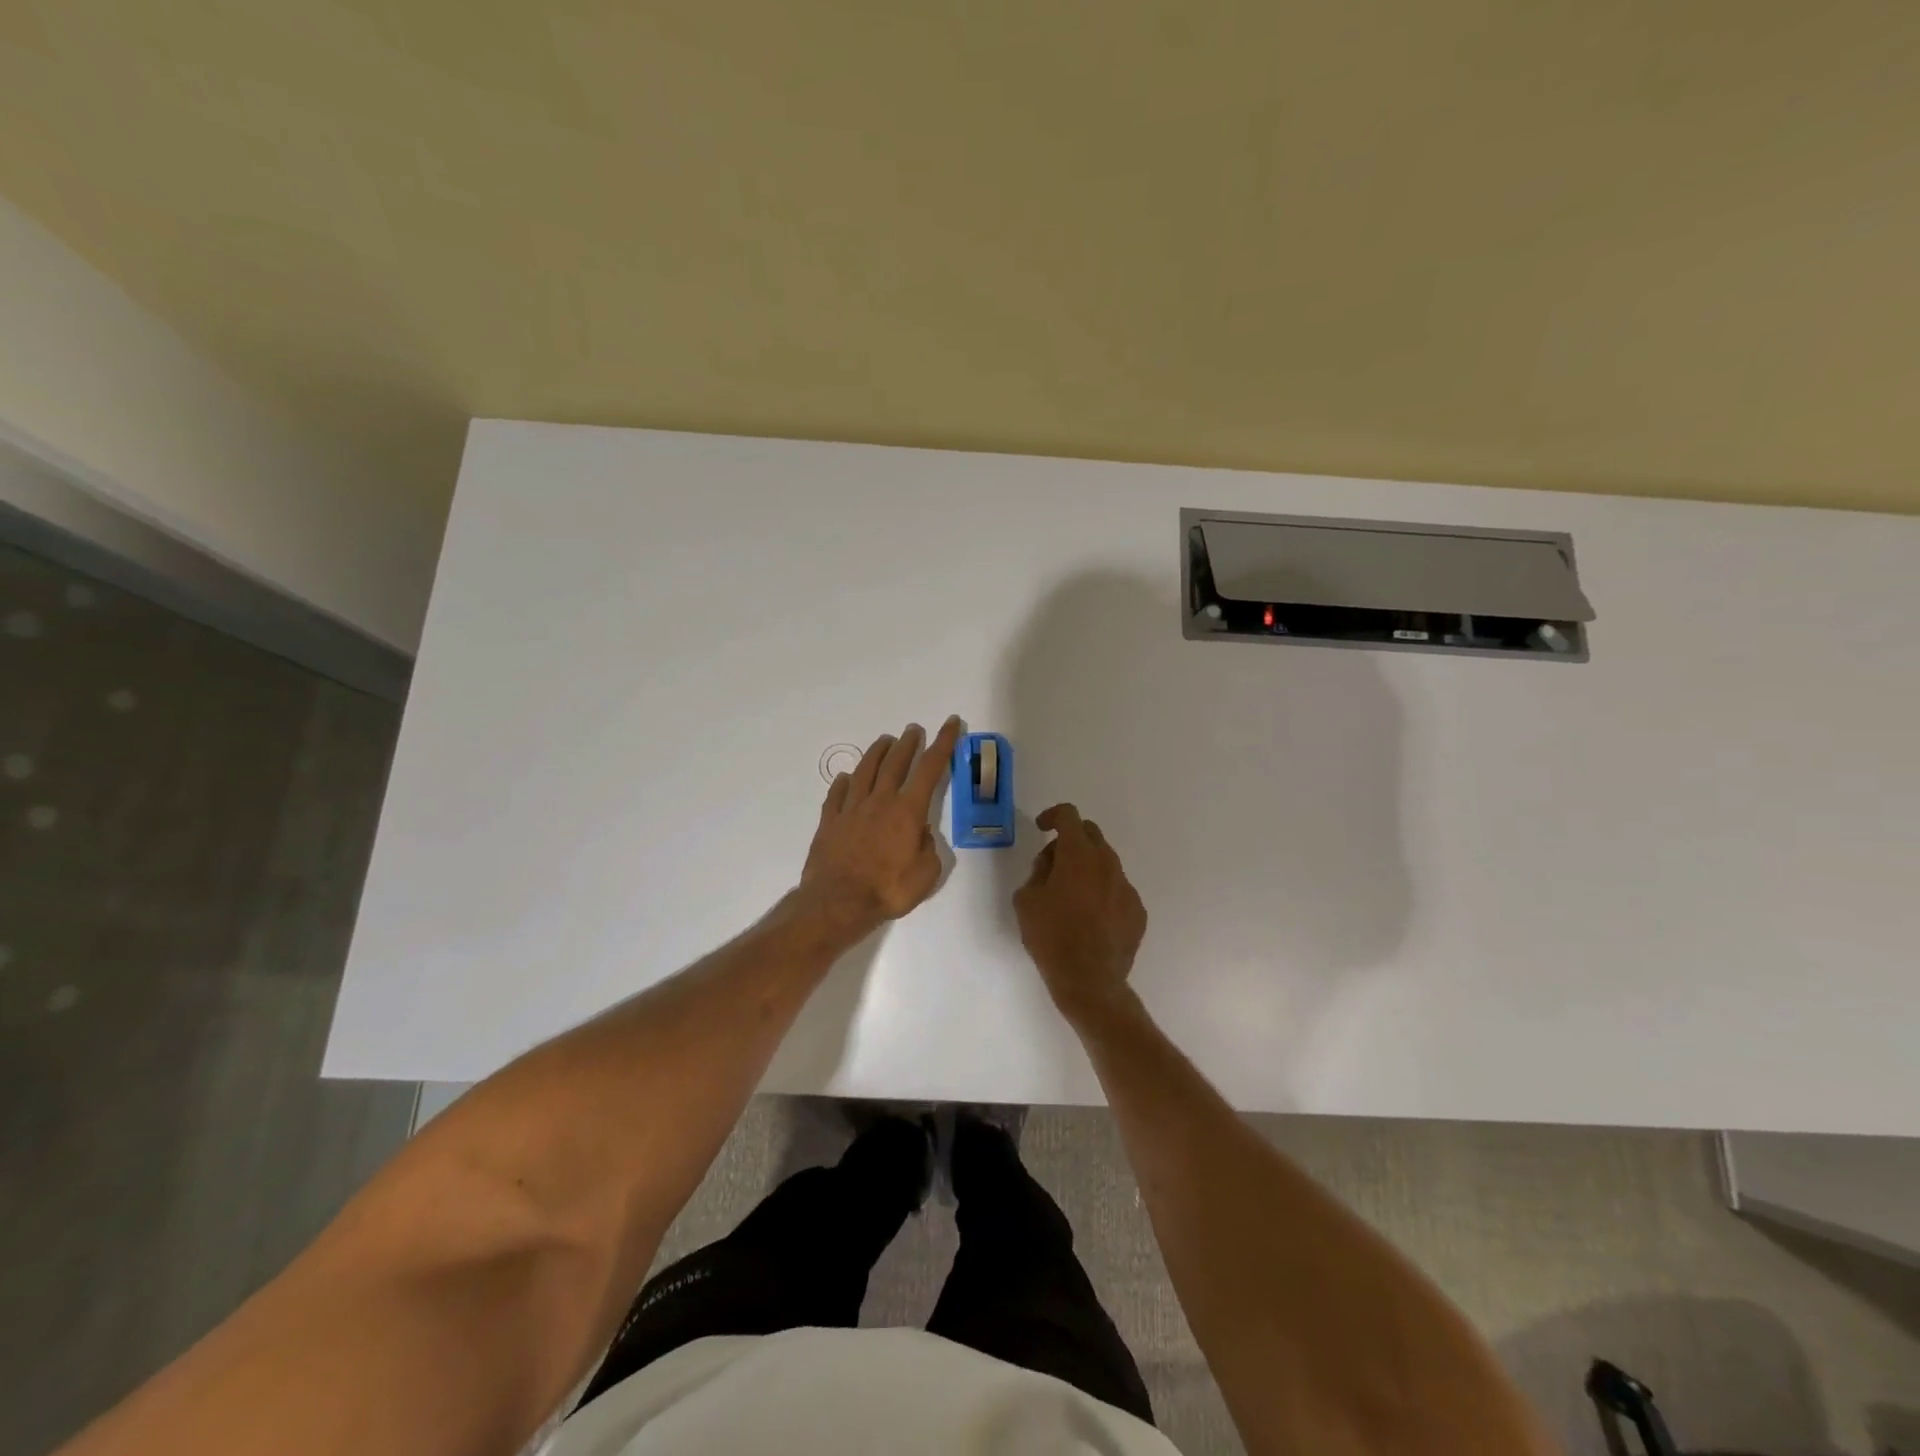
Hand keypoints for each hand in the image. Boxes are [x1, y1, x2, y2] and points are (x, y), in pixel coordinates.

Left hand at [799, 716, 961, 941]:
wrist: (838, 902)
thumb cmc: (888, 890)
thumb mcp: (925, 875)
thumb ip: (928, 849)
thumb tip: (921, 833)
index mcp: (908, 811)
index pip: (930, 768)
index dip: (943, 743)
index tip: (950, 723)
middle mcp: (880, 801)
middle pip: (896, 763)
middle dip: (908, 743)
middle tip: (914, 729)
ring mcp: (851, 809)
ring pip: (865, 771)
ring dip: (877, 753)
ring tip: (885, 741)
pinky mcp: (830, 821)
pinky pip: (837, 794)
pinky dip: (843, 782)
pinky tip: (846, 777)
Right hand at [1014, 803, 1147, 1025]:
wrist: (1089, 981)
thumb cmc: (1051, 937)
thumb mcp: (1026, 900)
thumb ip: (1038, 873)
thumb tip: (1051, 867)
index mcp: (1078, 855)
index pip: (1069, 816)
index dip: (1053, 816)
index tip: (1042, 828)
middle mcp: (1107, 864)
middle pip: (1091, 834)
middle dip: (1071, 840)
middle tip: (1053, 864)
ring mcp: (1127, 887)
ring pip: (1106, 863)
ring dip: (1087, 868)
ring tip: (1070, 897)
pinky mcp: (1137, 911)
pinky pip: (1117, 890)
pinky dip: (1102, 893)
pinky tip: (1090, 919)